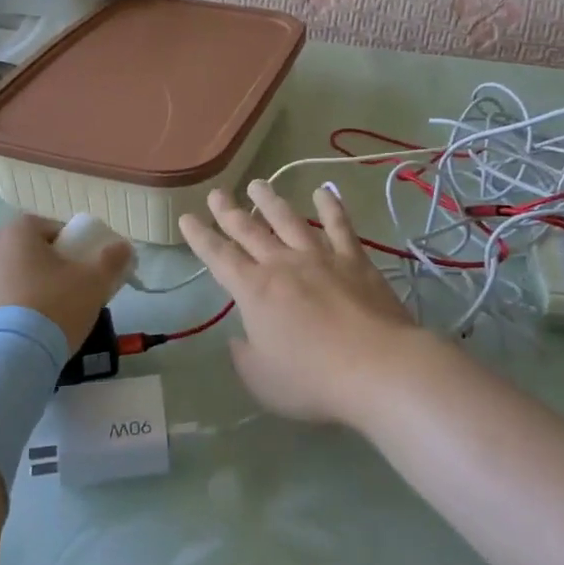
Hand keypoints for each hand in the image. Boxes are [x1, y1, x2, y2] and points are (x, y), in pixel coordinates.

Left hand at [0, 214, 133, 347]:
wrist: (5, 360)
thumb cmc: (53, 311)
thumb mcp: (94, 284)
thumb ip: (112, 259)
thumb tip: (124, 246)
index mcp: (18, 233)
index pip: (43, 226)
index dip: (60, 244)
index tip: (72, 267)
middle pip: (8, 245)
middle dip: (24, 260)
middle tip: (44, 290)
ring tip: (6, 304)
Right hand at [179, 181, 429, 426]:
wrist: (376, 367)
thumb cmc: (312, 380)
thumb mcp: (262, 380)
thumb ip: (245, 356)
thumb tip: (239, 338)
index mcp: (254, 291)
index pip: (219, 257)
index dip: (200, 237)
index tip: (187, 217)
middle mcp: (283, 264)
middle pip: (250, 231)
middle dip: (229, 211)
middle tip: (217, 192)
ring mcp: (320, 257)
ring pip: (289, 220)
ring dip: (271, 201)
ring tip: (258, 184)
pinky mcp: (354, 260)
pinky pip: (340, 226)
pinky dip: (331, 207)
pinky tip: (324, 192)